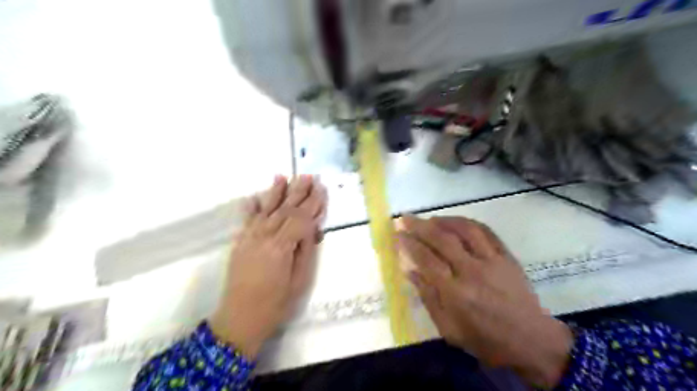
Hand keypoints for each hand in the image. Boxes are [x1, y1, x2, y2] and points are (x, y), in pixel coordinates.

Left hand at [209, 176, 326, 357]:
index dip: (313, 204)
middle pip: (285, 209)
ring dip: (275, 192)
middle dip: (298, 192)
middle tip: (309, 176)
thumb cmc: (276, 304)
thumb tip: (312, 228)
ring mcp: (249, 238)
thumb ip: (306, 251)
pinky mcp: (240, 243)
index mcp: (281, 247)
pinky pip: (246, 220)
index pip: (300, 219)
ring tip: (283, 176)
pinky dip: (251, 207)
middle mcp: (264, 237)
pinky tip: (255, 197)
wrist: (239, 319)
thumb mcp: (299, 281)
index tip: (322, 190)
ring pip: (266, 210)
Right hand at [397, 215, 570, 388]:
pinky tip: (457, 222)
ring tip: (430, 218)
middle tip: (405, 218)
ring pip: (465, 230)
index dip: (409, 244)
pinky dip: (468, 223)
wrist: (531, 341)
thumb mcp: (450, 330)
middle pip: (442, 239)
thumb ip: (428, 298)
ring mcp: (492, 261)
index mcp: (456, 293)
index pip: (426, 260)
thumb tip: (410, 272)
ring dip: (444, 220)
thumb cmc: (486, 340)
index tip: (397, 235)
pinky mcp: (506, 256)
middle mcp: (472, 271)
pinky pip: (486, 232)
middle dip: (420, 226)